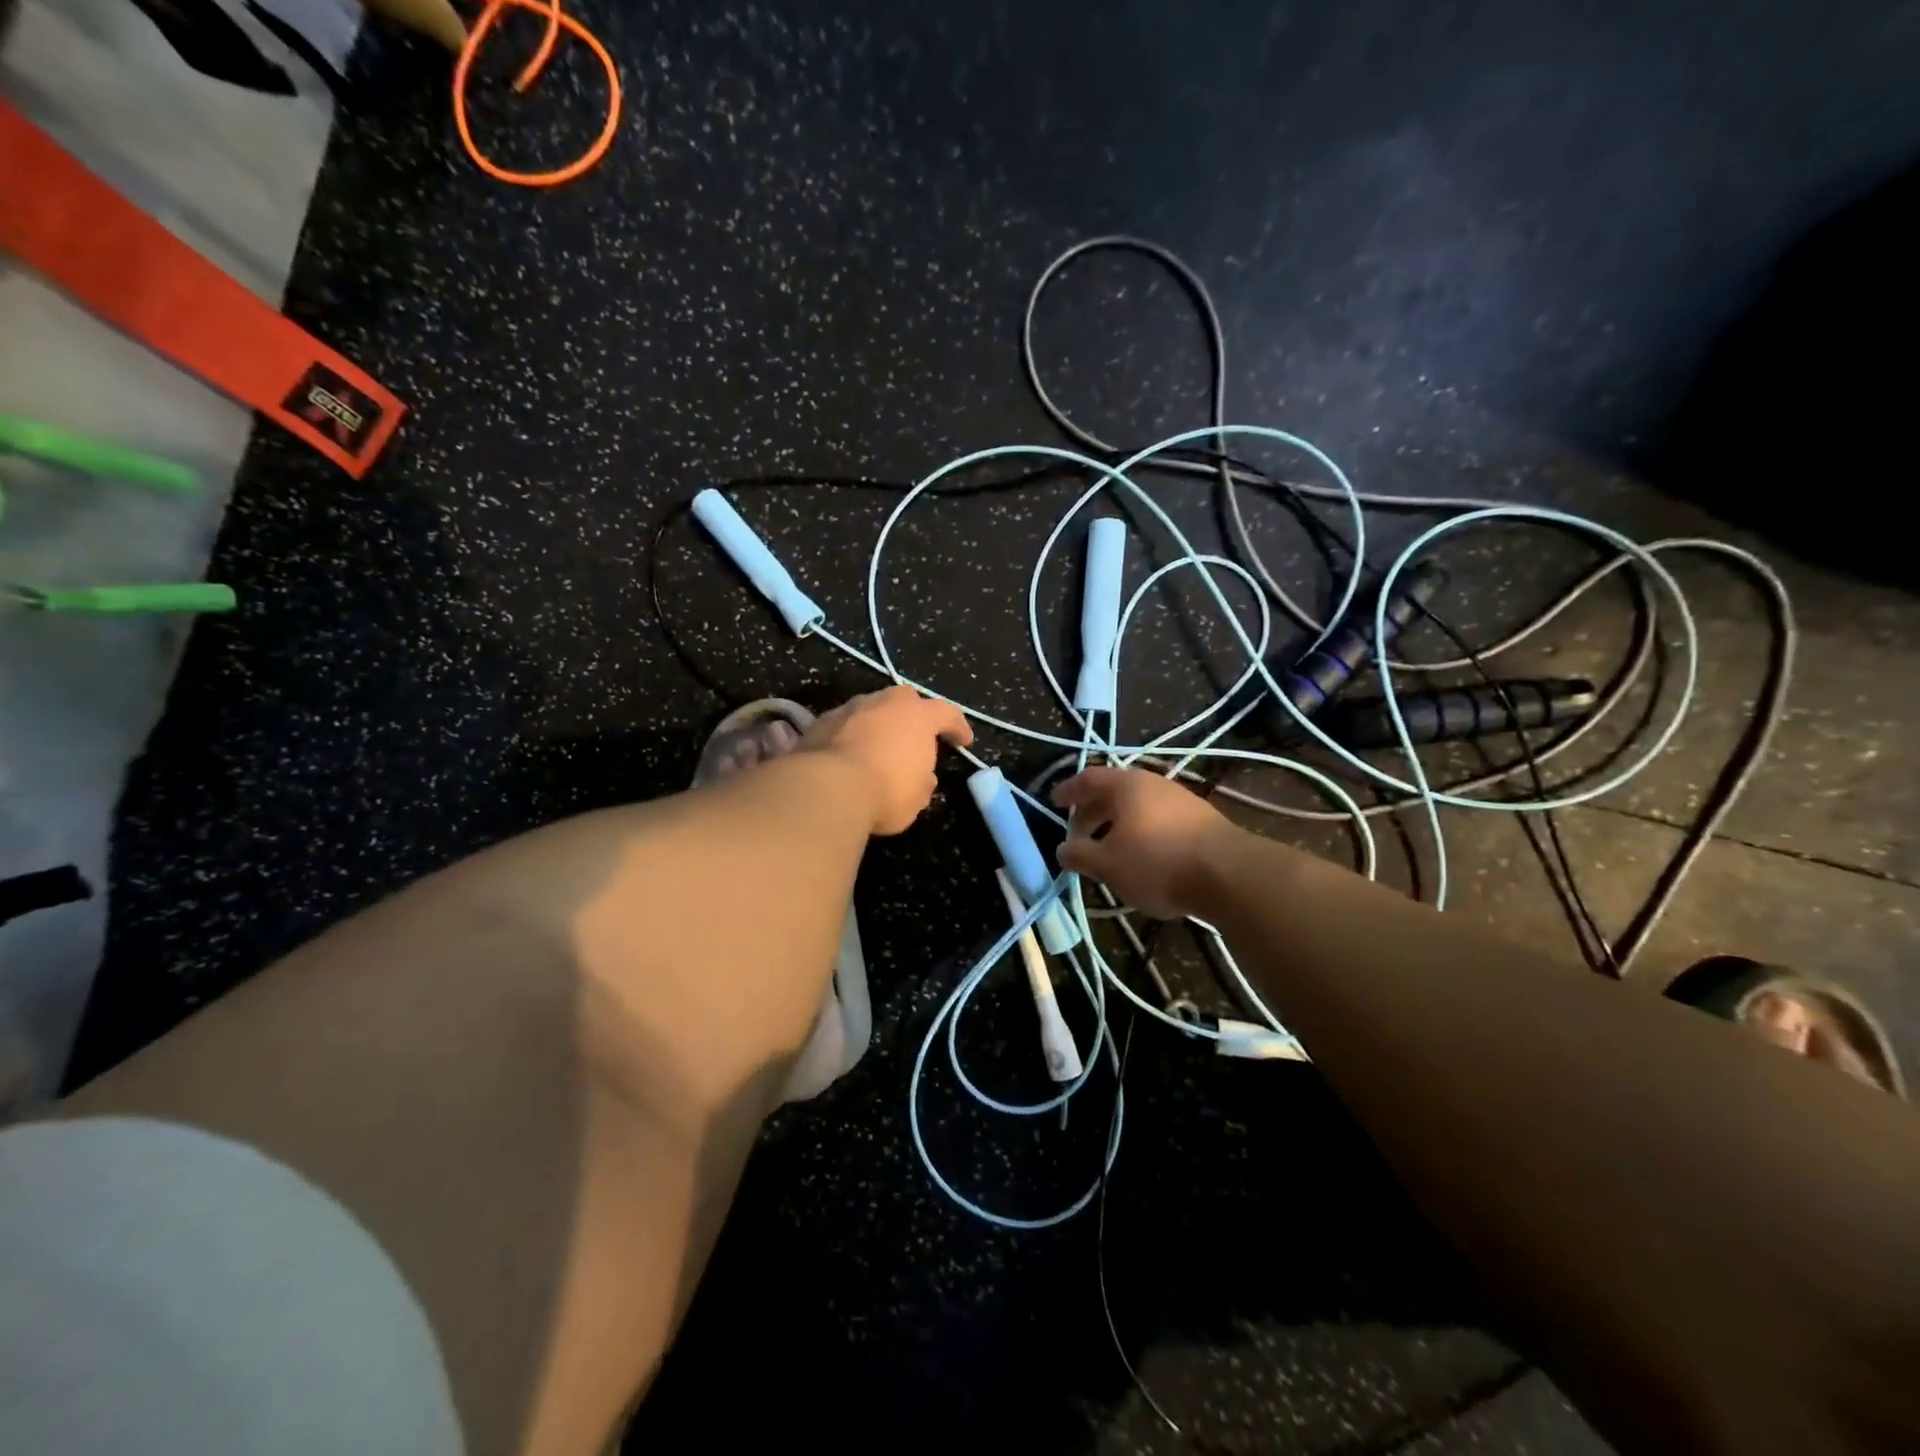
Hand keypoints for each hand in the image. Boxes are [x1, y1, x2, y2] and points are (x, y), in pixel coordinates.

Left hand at [799, 686, 972, 834]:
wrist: (826, 789)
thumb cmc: (886, 791)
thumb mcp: (917, 796)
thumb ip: (924, 780)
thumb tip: (923, 776)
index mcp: (918, 715)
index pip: (948, 713)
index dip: (958, 727)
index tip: (964, 741)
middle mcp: (885, 702)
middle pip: (906, 700)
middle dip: (914, 715)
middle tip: (917, 735)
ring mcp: (850, 708)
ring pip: (871, 709)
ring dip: (879, 724)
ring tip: (879, 746)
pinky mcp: (821, 721)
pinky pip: (845, 725)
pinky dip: (851, 736)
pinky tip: (849, 754)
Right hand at [1052, 766, 1240, 918]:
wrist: (1230, 874)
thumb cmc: (1157, 863)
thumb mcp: (1107, 864)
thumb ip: (1079, 854)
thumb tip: (1062, 849)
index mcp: (1126, 785)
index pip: (1088, 778)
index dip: (1069, 790)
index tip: (1054, 801)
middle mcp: (1153, 784)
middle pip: (1114, 792)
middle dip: (1092, 813)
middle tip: (1079, 835)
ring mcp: (1181, 800)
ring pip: (1138, 807)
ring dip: (1118, 825)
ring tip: (1109, 849)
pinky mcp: (1201, 820)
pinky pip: (1159, 820)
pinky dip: (1142, 832)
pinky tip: (1143, 857)